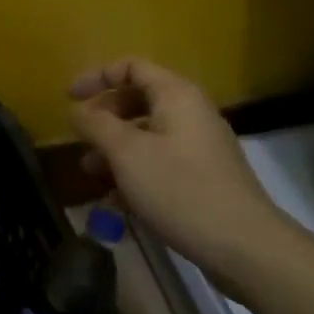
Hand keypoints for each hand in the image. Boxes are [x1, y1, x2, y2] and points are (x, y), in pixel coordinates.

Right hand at [68, 57, 297, 286]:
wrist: (244, 246)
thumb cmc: (180, 188)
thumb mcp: (126, 153)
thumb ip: (96, 125)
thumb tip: (77, 110)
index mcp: (176, 95)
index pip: (131, 67)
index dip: (96, 77)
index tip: (69, 99)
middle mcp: (190, 113)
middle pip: (138, 100)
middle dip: (104, 118)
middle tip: (81, 139)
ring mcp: (199, 147)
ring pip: (147, 135)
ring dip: (115, 150)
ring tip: (91, 173)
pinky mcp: (203, 178)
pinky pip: (160, 162)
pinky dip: (135, 173)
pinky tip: (116, 202)